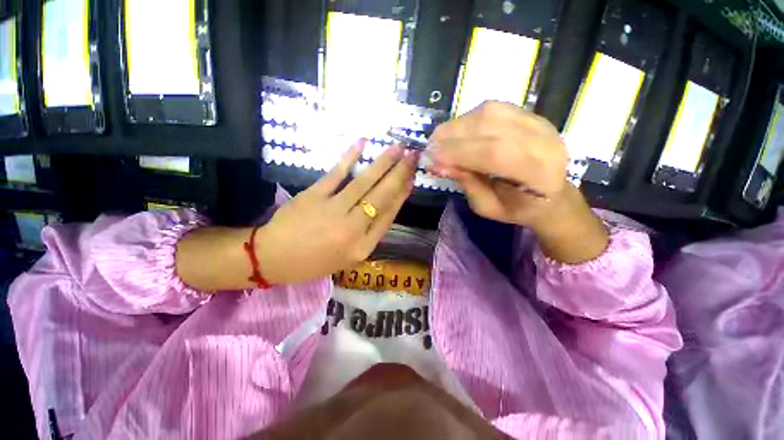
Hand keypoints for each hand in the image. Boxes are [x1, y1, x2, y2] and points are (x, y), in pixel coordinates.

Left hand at [257, 139, 417, 284]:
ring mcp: (333, 211)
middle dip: (400, 174)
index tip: (412, 178)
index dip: (402, 194)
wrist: (274, 258)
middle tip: (413, 156)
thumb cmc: (314, 262)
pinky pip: (336, 174)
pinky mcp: (314, 196)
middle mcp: (353, 229)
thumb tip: (385, 207)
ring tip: (398, 147)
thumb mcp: (348, 257)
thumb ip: (368, 234)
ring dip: (383, 163)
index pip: (389, 215)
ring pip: (364, 183)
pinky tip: (362, 143)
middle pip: (382, 196)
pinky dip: (350, 158)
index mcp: (363, 247)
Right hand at [428, 101, 607, 262]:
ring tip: (440, 139)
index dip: (458, 152)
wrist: (551, 194)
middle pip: (490, 127)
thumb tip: (439, 164)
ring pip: (490, 112)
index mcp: (538, 174)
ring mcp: (539, 122)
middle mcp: (544, 141)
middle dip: (452, 136)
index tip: (431, 158)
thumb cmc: (518, 208)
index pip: (493, 154)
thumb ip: (467, 183)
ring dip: (457, 125)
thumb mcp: (487, 207)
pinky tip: (457, 131)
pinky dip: (468, 118)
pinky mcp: (530, 114)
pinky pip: (493, 108)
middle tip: (430, 148)